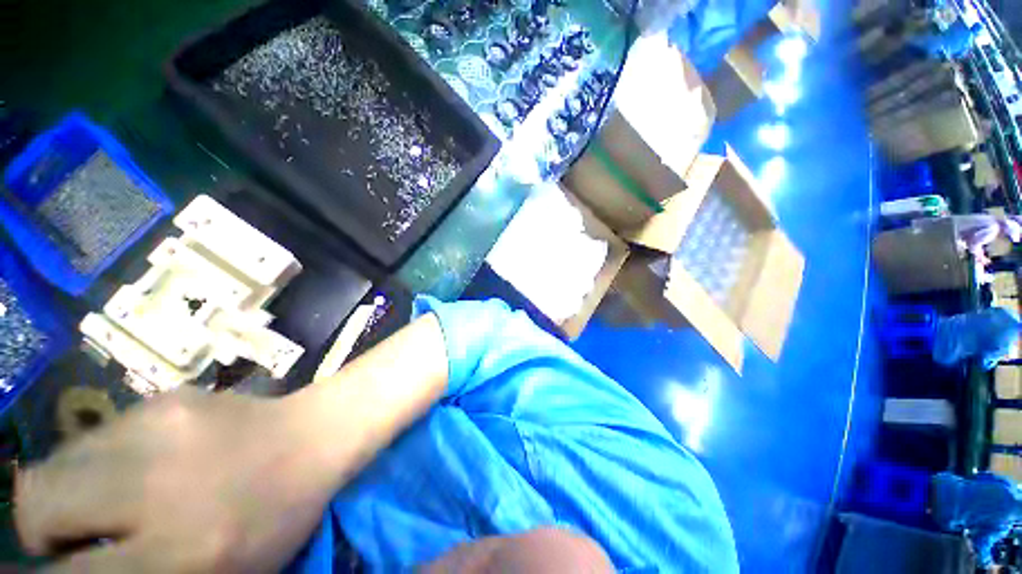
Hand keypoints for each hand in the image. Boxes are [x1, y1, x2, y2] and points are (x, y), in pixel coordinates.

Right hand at [16, 387, 341, 572]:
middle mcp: (155, 485)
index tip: (60, 567)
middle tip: (80, 535)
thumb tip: (78, 567)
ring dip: (71, 487)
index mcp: (178, 551)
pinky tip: (146, 463)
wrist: (315, 436)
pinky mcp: (167, 398)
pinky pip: (98, 433)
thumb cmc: (274, 517)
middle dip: (46, 525)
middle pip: (38, 500)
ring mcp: (158, 429)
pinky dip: (102, 458)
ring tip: (113, 497)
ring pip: (59, 459)